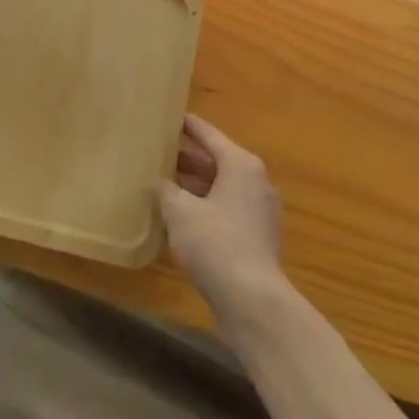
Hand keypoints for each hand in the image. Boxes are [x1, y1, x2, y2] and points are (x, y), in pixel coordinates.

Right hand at [159, 115, 286, 312]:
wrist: (252, 301)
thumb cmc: (215, 244)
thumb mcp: (180, 212)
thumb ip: (166, 190)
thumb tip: (158, 182)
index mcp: (241, 164)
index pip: (210, 135)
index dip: (189, 126)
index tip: (171, 117)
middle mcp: (256, 181)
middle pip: (217, 161)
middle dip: (189, 158)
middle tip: (160, 152)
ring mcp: (260, 210)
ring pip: (222, 187)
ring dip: (196, 185)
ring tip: (165, 183)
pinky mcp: (258, 237)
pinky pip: (228, 209)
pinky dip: (207, 206)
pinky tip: (182, 217)